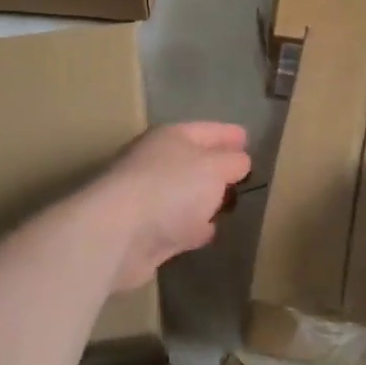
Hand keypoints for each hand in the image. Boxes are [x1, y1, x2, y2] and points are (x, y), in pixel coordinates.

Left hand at [96, 123, 251, 291]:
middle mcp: (158, 163)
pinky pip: (179, 224)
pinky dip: (193, 227)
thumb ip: (232, 162)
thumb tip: (240, 161)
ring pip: (186, 194)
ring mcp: (150, 198)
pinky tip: (209, 232)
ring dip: (205, 200)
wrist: (117, 234)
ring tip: (230, 205)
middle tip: (244, 175)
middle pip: (195, 162)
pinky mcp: (146, 232)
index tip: (247, 138)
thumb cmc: (170, 188)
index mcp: (172, 138)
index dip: (229, 134)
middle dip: (218, 167)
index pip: (208, 130)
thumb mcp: (214, 168)